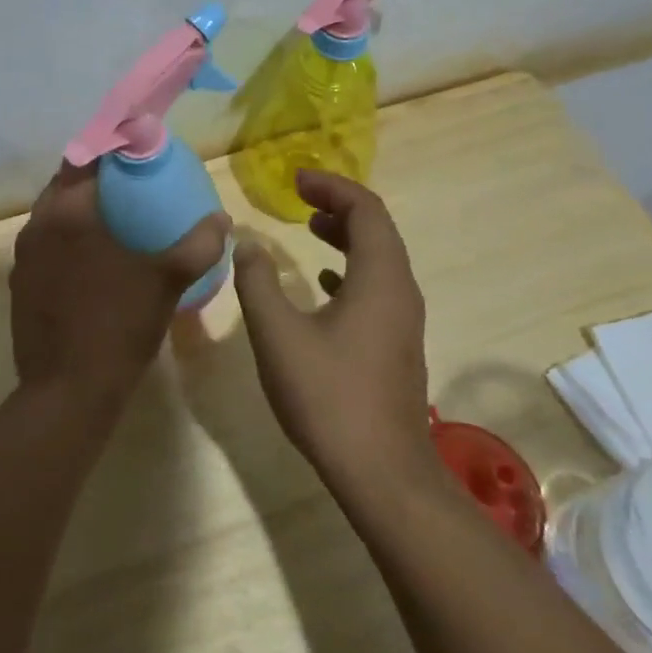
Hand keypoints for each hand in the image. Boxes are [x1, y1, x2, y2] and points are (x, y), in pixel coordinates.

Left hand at [11, 163, 231, 396]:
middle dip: (95, 178)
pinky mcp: (19, 284)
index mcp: (68, 211)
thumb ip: (199, 244)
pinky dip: (67, 241)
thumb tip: (222, 219)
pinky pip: (46, 246)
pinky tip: (93, 263)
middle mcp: (37, 225)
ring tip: (115, 221)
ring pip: (52, 215)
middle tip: (131, 185)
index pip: (85, 156)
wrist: (67, 390)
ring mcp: (23, 256)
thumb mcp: (167, 280)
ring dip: (79, 210)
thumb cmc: (118, 324)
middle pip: (65, 183)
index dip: (111, 147)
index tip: (136, 150)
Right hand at [232, 170, 432, 482]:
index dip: (331, 186)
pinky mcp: (397, 345)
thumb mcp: (278, 334)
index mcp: (380, 278)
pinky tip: (324, 283)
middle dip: (339, 205)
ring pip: (380, 259)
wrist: (381, 473)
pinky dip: (351, 269)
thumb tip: (247, 244)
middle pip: (377, 229)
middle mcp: (401, 291)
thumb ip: (257, 282)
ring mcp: (404, 320)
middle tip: (300, 197)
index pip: (365, 209)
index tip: (296, 180)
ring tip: (310, 227)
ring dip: (347, 236)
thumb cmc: (328, 396)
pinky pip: (378, 287)